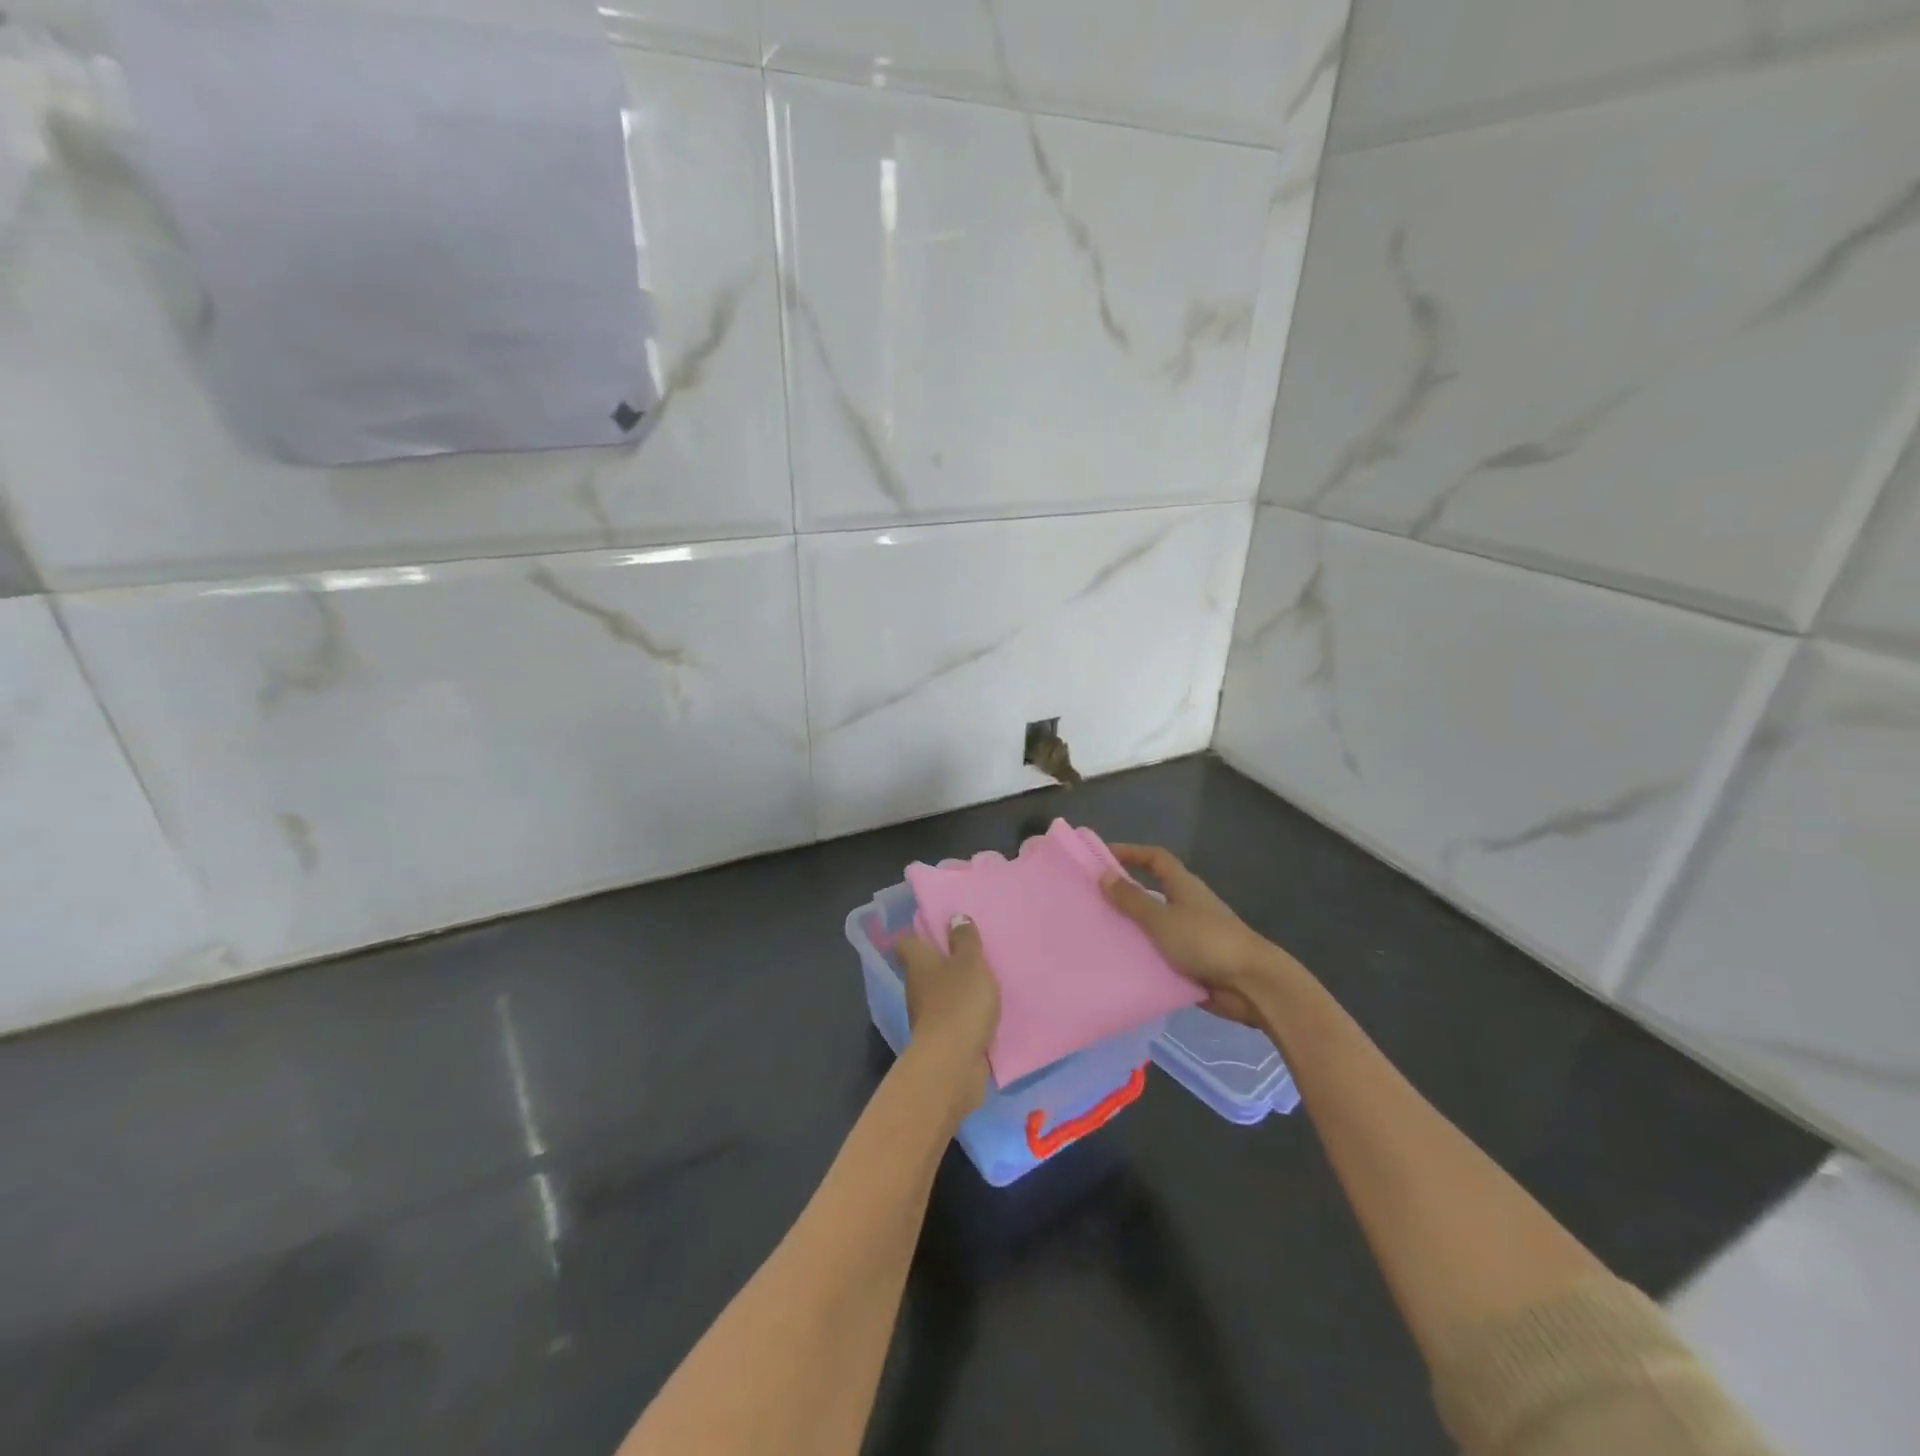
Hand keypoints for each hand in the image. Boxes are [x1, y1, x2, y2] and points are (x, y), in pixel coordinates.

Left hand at [898, 916, 1001, 1121]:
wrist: (953, 1064)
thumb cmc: (959, 1002)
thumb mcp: (970, 963)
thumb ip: (965, 940)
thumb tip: (955, 918)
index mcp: (918, 964)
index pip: (908, 943)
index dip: (921, 935)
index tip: (941, 929)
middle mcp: (916, 988)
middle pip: (925, 969)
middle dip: (945, 962)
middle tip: (973, 953)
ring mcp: (926, 1016)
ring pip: (940, 995)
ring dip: (957, 990)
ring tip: (985, 982)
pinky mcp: (941, 1040)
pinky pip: (953, 1020)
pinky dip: (965, 1015)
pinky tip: (986, 1012)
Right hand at [1100, 844, 1288, 1026]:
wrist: (1251, 984)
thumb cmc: (1205, 941)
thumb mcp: (1162, 918)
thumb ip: (1132, 899)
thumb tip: (1103, 874)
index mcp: (1183, 886)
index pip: (1155, 858)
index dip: (1130, 852)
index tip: (1101, 857)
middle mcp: (1187, 905)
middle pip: (1152, 891)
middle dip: (1124, 894)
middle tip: (1091, 900)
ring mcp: (1191, 934)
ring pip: (1154, 925)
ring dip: (1131, 928)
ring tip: (1098, 934)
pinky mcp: (1193, 961)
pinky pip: (1161, 953)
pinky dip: (1143, 955)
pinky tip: (1120, 964)